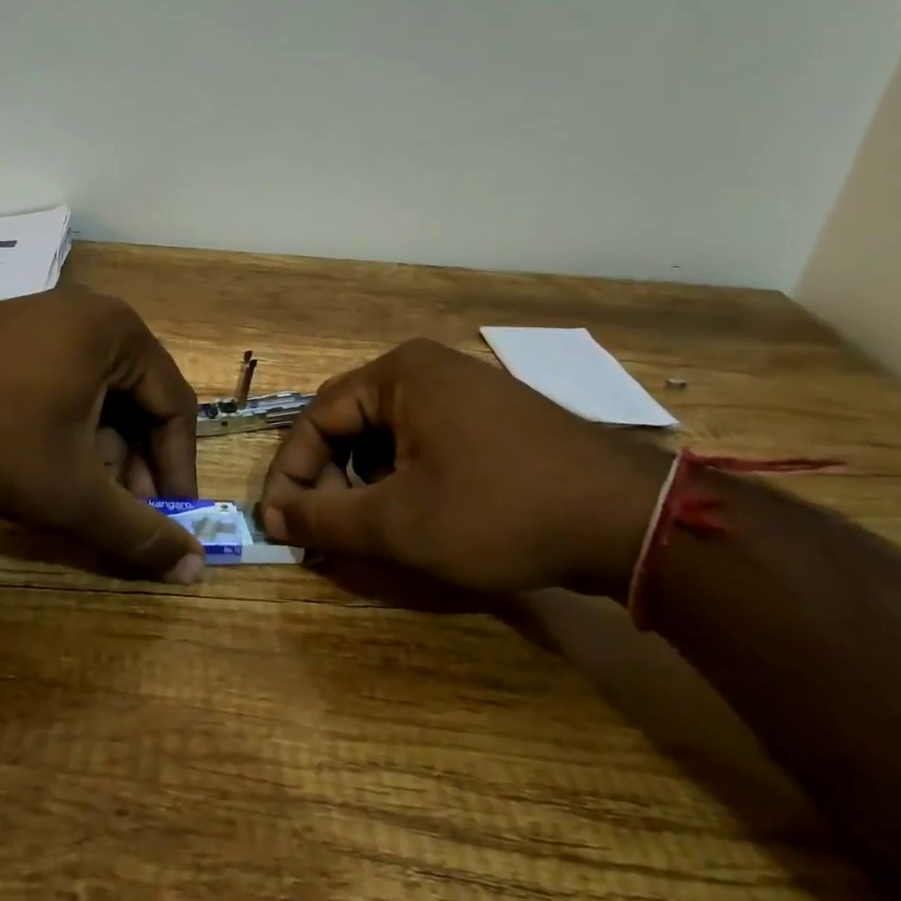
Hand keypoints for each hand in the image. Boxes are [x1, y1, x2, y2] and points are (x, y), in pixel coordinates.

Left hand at [0, 289, 206, 582]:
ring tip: (81, 496)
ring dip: (101, 451)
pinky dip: (67, 428)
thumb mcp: (72, 492)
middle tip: (124, 513)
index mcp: (119, 332)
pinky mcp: (8, 334)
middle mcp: (89, 313)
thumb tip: (195, 571)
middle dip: (135, 464)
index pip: (175, 406)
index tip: (171, 520)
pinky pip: (62, 382)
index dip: (178, 470)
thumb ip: (137, 532)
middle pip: (136, 399)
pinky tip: (45, 464)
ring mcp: (44, 317)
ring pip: (98, 394)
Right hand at [259, 339, 667, 597]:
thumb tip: (272, 518)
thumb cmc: (499, 511)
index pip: (317, 419)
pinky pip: (426, 441)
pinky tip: (423, 515)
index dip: (292, 474)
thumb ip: (325, 519)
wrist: (628, 519)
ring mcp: (467, 390)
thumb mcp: (399, 523)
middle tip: (329, 531)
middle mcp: (429, 369)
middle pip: (352, 424)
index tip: (281, 525)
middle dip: (332, 480)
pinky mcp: (494, 417)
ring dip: (368, 483)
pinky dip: (407, 478)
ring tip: (378, 529)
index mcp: (399, 374)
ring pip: (389, 437)